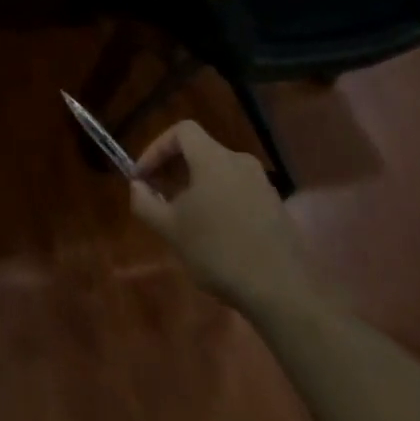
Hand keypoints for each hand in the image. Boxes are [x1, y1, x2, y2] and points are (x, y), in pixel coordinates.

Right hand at [129, 120, 311, 312]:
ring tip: (183, 219)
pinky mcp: (276, 208)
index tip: (142, 176)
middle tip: (158, 196)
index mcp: (214, 159)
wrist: (281, 290)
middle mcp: (240, 162)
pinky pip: (238, 192)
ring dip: (196, 187)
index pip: (182, 131)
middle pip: (201, 151)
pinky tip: (214, 235)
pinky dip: (219, 201)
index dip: (156, 148)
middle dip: (174, 169)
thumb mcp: (170, 229)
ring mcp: (262, 184)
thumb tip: (138, 185)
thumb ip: (145, 202)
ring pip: (219, 173)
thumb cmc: (218, 251)